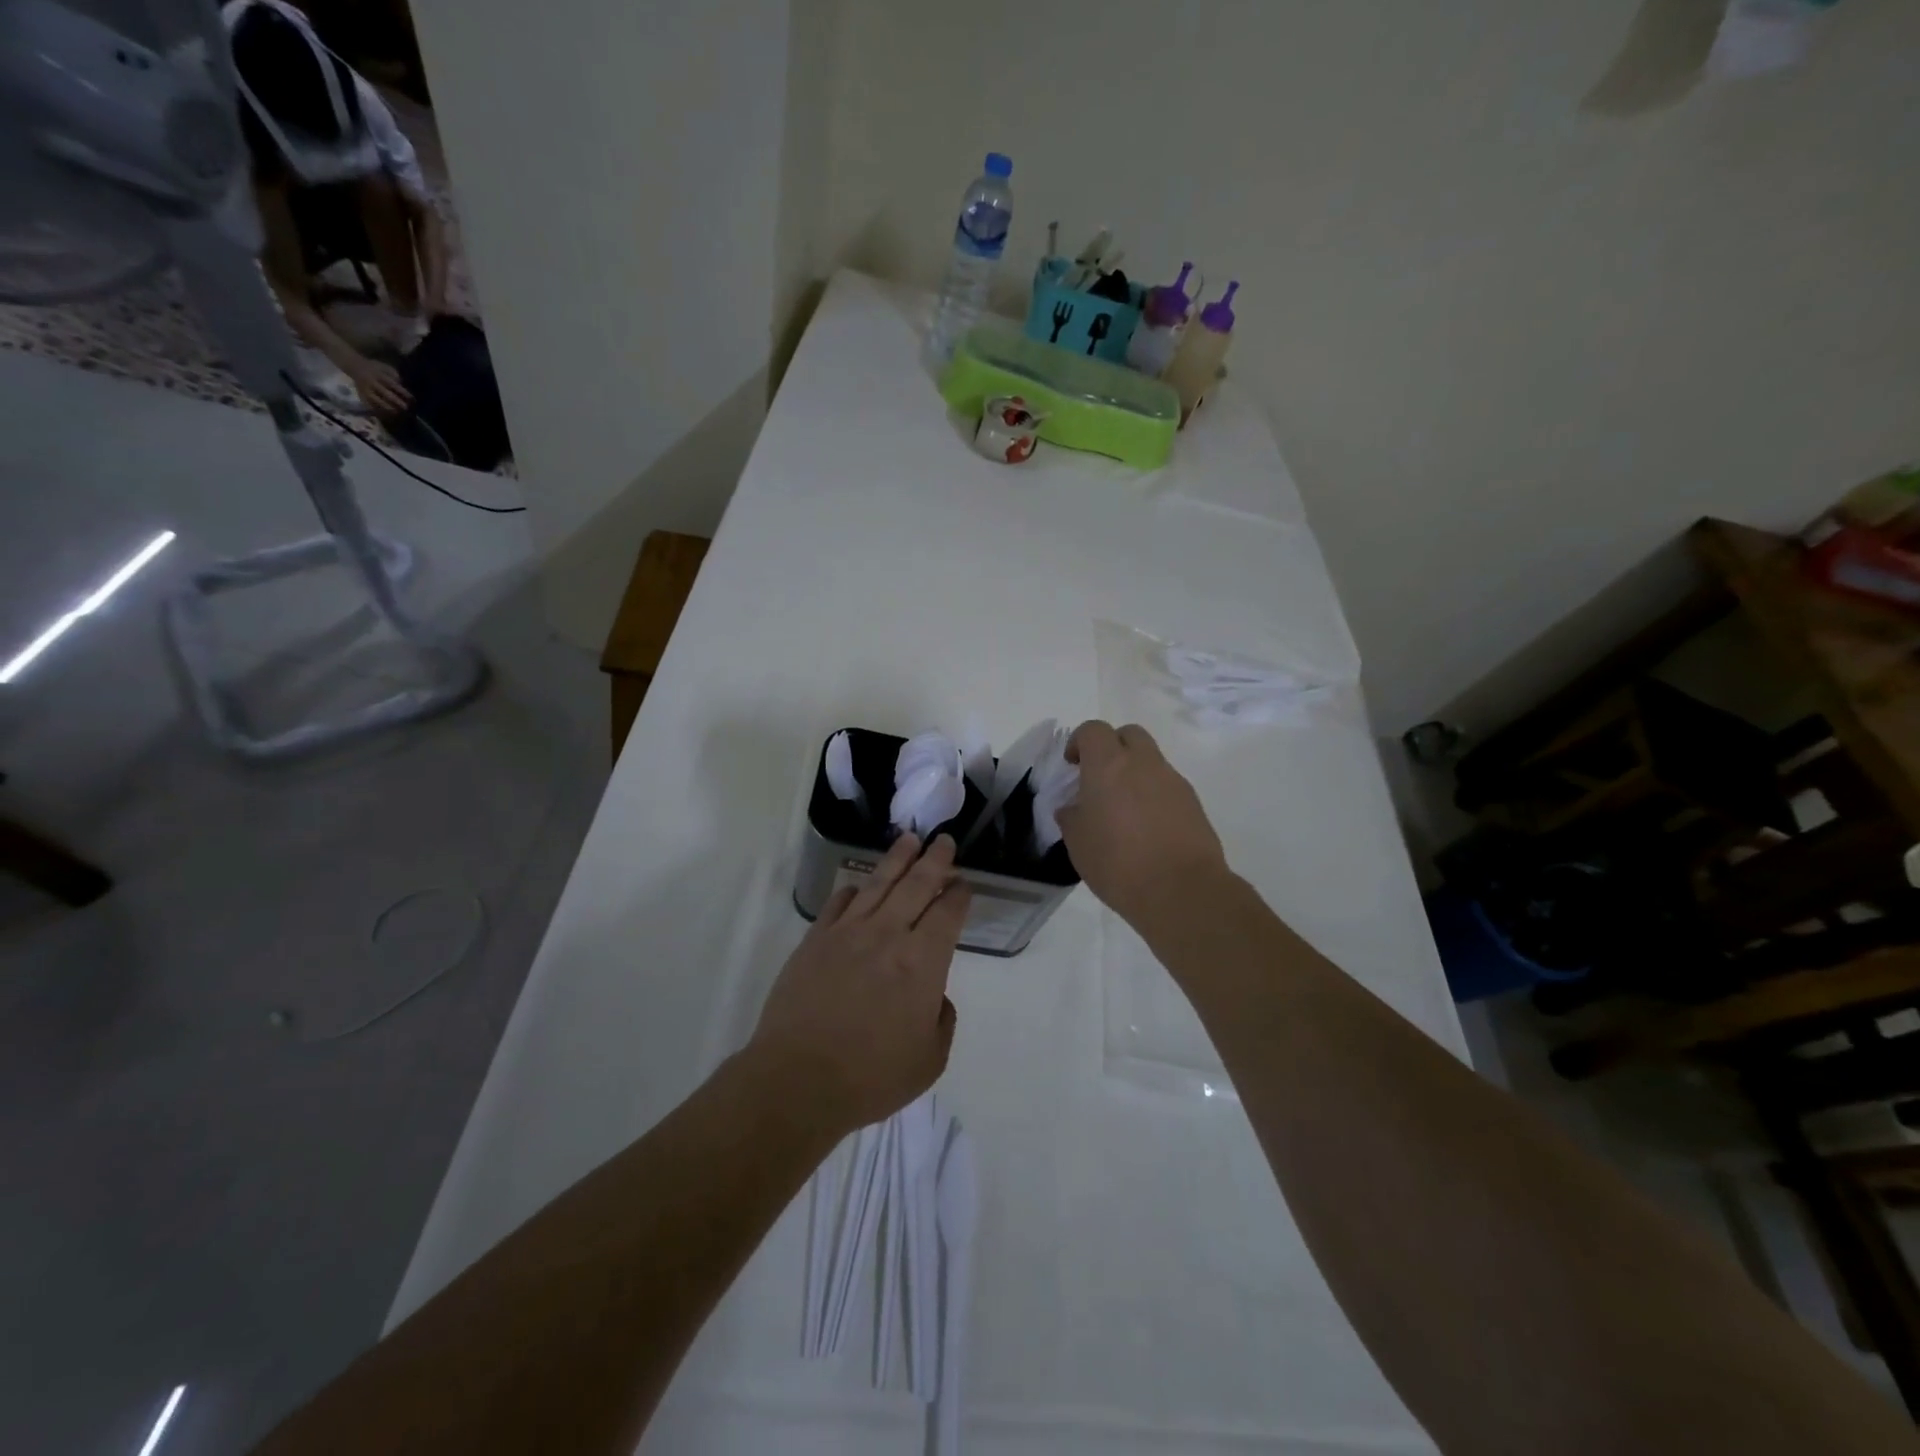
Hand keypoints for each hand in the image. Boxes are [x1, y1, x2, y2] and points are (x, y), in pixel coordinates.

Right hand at [349, 357, 411, 415]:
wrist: (355, 366)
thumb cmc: (375, 367)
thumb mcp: (384, 366)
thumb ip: (393, 374)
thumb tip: (402, 384)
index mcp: (379, 375)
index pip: (393, 385)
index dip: (403, 392)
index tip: (412, 398)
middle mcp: (372, 383)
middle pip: (385, 394)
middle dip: (397, 402)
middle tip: (406, 408)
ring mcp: (366, 390)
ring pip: (377, 401)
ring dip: (388, 407)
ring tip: (397, 412)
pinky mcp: (361, 394)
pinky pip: (369, 404)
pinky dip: (377, 410)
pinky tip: (385, 414)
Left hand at [750, 833, 970, 1135]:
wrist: (798, 1079)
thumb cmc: (871, 1076)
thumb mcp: (929, 1060)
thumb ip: (942, 1020)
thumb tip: (934, 996)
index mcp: (923, 962)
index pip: (947, 914)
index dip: (959, 895)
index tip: (963, 883)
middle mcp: (888, 935)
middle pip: (917, 885)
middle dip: (935, 860)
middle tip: (944, 840)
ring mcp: (848, 933)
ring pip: (879, 884)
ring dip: (897, 860)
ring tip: (909, 840)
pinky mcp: (815, 940)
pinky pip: (839, 903)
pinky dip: (853, 889)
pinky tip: (859, 884)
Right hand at [1057, 721, 1226, 926]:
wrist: (1181, 890)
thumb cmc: (1118, 863)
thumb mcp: (1078, 843)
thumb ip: (1072, 817)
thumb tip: (1073, 808)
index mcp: (1108, 765)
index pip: (1093, 730)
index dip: (1079, 742)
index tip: (1072, 766)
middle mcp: (1144, 763)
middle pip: (1128, 734)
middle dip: (1112, 747)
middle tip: (1100, 778)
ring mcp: (1173, 781)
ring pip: (1151, 760)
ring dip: (1135, 773)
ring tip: (1123, 810)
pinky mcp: (1193, 803)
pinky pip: (1167, 786)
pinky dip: (1154, 795)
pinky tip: (1147, 828)